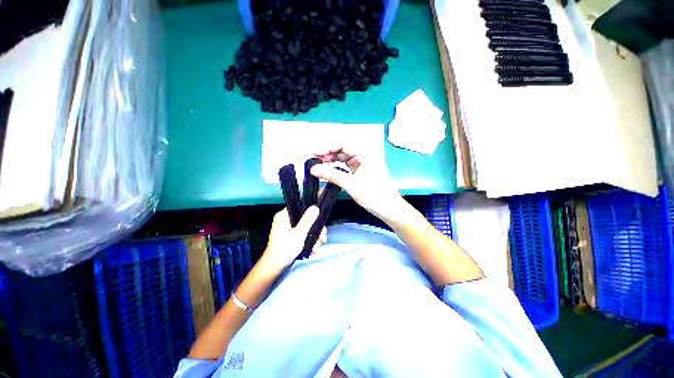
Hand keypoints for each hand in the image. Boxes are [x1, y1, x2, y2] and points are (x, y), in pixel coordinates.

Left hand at [260, 207, 321, 272]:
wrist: (274, 268)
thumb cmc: (284, 249)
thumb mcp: (298, 234)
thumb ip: (307, 220)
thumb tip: (316, 207)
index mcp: (284, 215)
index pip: (300, 206)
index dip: (312, 210)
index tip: (321, 218)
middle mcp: (287, 219)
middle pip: (306, 218)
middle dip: (316, 230)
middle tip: (322, 239)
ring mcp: (289, 228)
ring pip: (307, 227)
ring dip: (315, 238)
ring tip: (317, 249)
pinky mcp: (292, 236)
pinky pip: (304, 234)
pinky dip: (310, 241)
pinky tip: (313, 250)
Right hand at [311, 147, 406, 224]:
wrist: (388, 209)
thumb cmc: (374, 195)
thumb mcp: (351, 184)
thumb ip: (331, 175)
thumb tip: (313, 169)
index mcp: (364, 155)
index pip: (343, 144)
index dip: (328, 147)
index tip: (315, 153)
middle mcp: (363, 157)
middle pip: (342, 150)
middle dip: (327, 154)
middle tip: (314, 160)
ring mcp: (361, 165)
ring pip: (342, 159)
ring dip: (330, 161)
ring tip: (318, 166)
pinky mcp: (359, 173)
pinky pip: (345, 167)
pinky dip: (335, 169)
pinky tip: (327, 172)